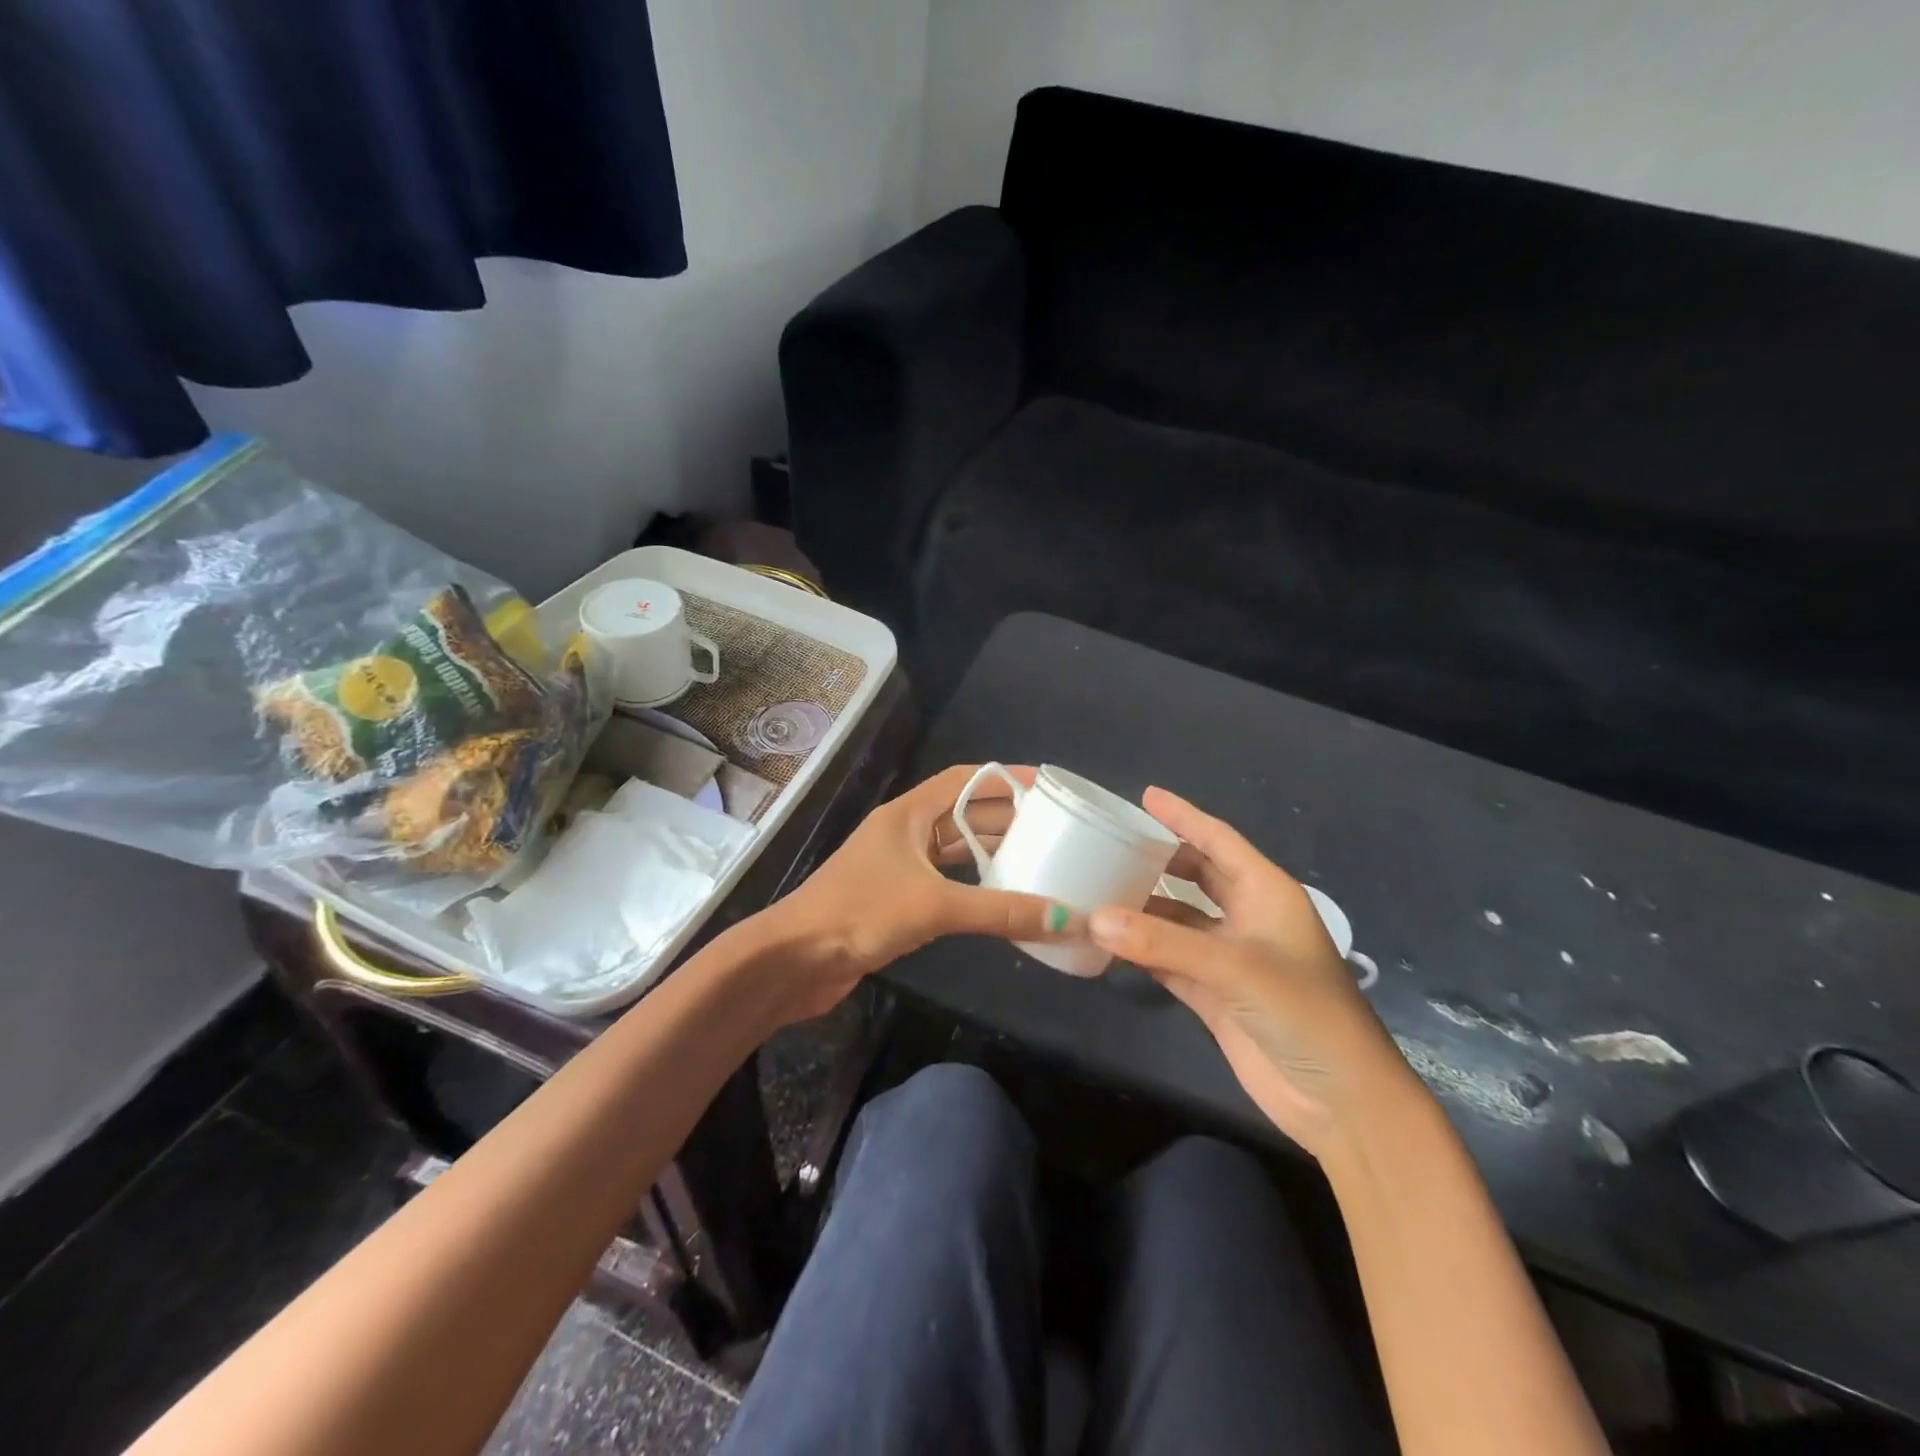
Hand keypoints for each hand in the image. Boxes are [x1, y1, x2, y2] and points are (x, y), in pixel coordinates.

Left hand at [764, 764, 1081, 1020]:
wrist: (794, 960)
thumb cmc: (860, 913)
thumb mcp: (934, 906)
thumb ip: (999, 911)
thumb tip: (1066, 919)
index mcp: (907, 814)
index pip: (964, 779)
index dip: (1005, 778)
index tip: (1046, 786)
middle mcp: (904, 832)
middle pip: (963, 813)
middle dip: (1007, 817)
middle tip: (1055, 827)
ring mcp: (898, 866)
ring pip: (955, 849)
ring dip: (992, 851)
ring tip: (1040, 858)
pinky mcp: (896, 899)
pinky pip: (946, 881)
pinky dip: (975, 885)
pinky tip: (1002, 896)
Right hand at [1091, 789, 1425, 1158]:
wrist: (1340, 1100)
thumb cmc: (1303, 1013)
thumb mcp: (1235, 968)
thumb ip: (1163, 943)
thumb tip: (1094, 918)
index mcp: (1266, 893)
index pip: (1218, 840)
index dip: (1183, 816)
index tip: (1145, 795)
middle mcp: (1247, 917)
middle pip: (1196, 875)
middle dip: (1158, 859)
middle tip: (1110, 843)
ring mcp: (1229, 957)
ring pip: (1178, 920)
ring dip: (1142, 908)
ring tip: (1096, 889)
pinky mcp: (1214, 994)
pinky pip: (1168, 959)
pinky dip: (1140, 950)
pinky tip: (1107, 941)